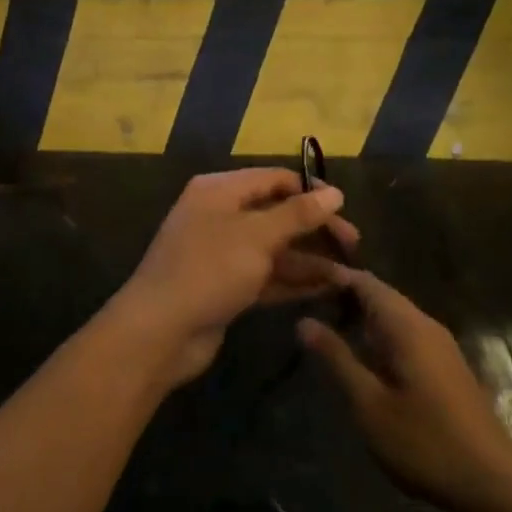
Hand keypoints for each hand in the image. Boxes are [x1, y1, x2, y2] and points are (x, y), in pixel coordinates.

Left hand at [110, 169, 358, 388]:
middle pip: (276, 214)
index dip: (310, 191)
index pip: (274, 179)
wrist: (158, 332)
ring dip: (309, 259)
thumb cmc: (209, 270)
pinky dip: (293, 281)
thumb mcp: (257, 237)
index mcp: (220, 190)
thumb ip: (298, 214)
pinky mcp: (226, 286)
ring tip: (348, 274)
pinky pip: (266, 275)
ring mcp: (222, 253)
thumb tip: (335, 193)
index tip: (345, 210)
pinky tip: (326, 289)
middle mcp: (220, 215)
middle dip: (314, 229)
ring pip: (274, 248)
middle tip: (353, 246)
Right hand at [299, 270, 511, 511]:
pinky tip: (363, 356)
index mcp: (407, 325)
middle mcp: (426, 325)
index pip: (365, 281)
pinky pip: (406, 334)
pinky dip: (379, 334)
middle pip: (381, 294)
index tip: (300, 279)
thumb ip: (337, 359)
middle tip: (306, 302)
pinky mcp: (447, 368)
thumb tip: (304, 321)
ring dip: (362, 316)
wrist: (495, 487)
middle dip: (344, 294)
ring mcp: (441, 346)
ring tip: (326, 327)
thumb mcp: (370, 405)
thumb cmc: (425, 443)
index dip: (333, 276)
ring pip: (395, 315)